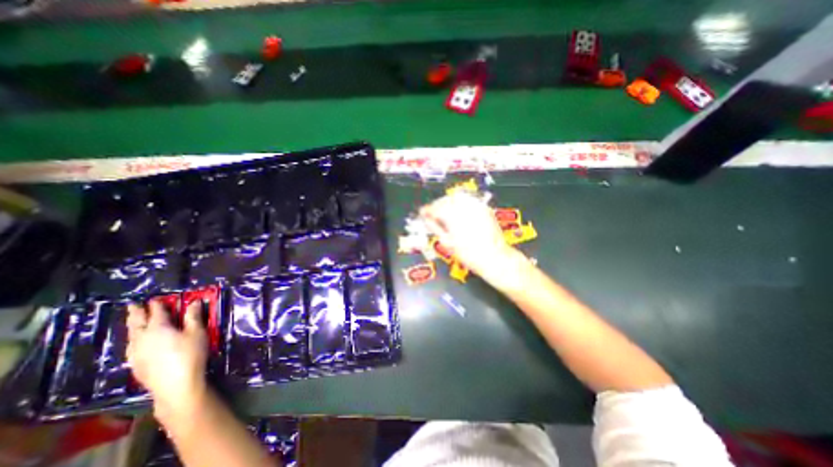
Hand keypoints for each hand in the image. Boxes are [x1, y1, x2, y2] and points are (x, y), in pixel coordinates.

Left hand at [129, 299, 211, 426]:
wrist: (175, 384)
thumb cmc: (190, 354)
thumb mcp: (197, 332)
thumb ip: (193, 316)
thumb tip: (193, 301)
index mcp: (158, 328)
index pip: (157, 313)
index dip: (157, 304)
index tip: (156, 298)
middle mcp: (142, 339)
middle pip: (137, 323)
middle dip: (137, 313)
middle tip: (134, 305)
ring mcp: (136, 353)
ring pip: (131, 336)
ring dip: (133, 326)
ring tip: (133, 321)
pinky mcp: (135, 364)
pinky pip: (131, 346)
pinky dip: (133, 339)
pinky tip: (136, 342)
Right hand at [421, 192, 517, 283]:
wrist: (493, 257)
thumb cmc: (469, 254)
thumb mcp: (447, 242)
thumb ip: (435, 227)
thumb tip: (427, 219)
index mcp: (453, 216)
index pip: (435, 208)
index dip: (427, 210)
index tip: (423, 213)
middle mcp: (464, 207)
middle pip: (445, 200)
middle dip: (437, 205)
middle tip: (433, 214)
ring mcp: (476, 206)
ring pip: (457, 197)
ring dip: (448, 202)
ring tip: (445, 212)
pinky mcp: (484, 208)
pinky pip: (469, 200)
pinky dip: (460, 203)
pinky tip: (459, 212)